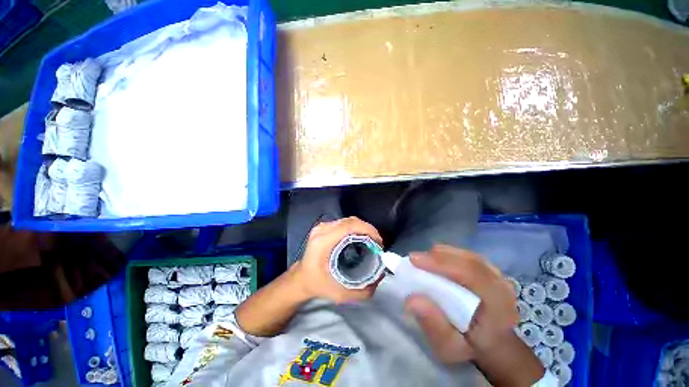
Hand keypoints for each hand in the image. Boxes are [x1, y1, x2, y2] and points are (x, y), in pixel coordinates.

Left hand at [292, 217, 383, 303]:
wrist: (301, 279)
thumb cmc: (318, 285)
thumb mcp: (341, 294)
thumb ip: (363, 291)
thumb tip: (381, 276)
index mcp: (323, 242)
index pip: (349, 226)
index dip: (367, 230)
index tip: (378, 242)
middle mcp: (322, 230)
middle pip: (350, 221)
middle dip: (368, 229)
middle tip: (377, 243)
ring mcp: (322, 226)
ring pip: (348, 220)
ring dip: (362, 228)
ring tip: (371, 240)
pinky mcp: (323, 227)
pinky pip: (344, 223)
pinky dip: (355, 228)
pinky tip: (360, 238)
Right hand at [405, 246, 543, 385]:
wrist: (490, 344)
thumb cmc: (469, 347)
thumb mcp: (448, 348)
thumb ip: (433, 326)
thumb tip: (411, 300)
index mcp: (499, 308)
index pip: (472, 274)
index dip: (441, 263)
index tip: (414, 260)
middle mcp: (502, 287)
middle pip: (469, 260)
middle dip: (438, 257)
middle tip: (414, 259)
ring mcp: (498, 276)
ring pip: (467, 255)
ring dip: (442, 254)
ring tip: (423, 260)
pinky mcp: (490, 270)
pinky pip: (467, 256)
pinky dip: (449, 255)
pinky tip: (437, 261)